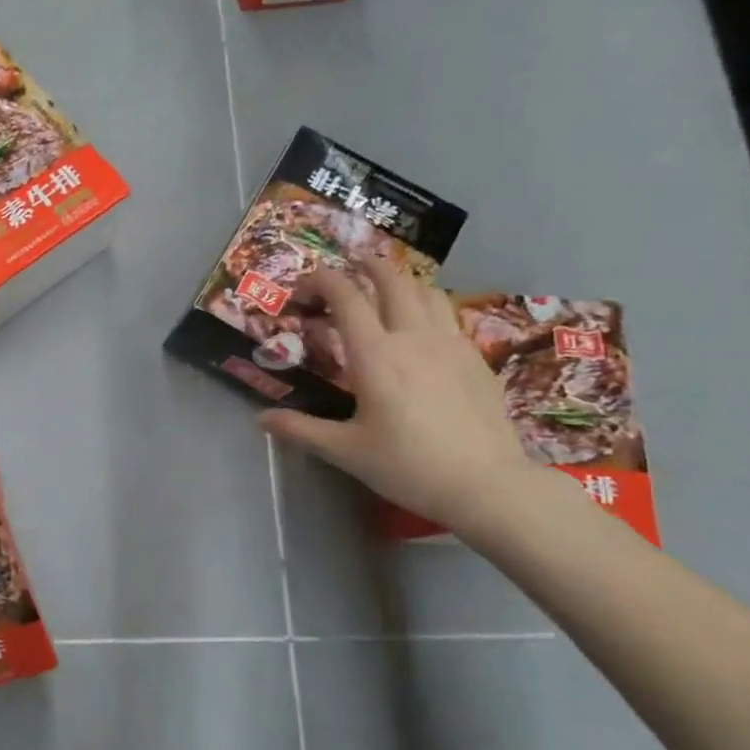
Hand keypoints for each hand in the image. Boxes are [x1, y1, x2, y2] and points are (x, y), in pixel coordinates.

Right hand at [260, 264, 540, 530]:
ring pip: (427, 292)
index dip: (322, 281)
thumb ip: (301, 430)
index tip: (303, 287)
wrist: (488, 484)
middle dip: (367, 265)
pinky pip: (449, 317)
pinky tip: (422, 329)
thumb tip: (261, 419)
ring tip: (387, 288)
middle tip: (349, 264)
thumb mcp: (346, 451)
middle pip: (392, 280)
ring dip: (402, 281)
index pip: (346, 297)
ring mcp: (450, 344)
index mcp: (375, 355)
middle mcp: (413, 337)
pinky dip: (428, 308)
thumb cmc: (408, 465)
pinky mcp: (476, 359)